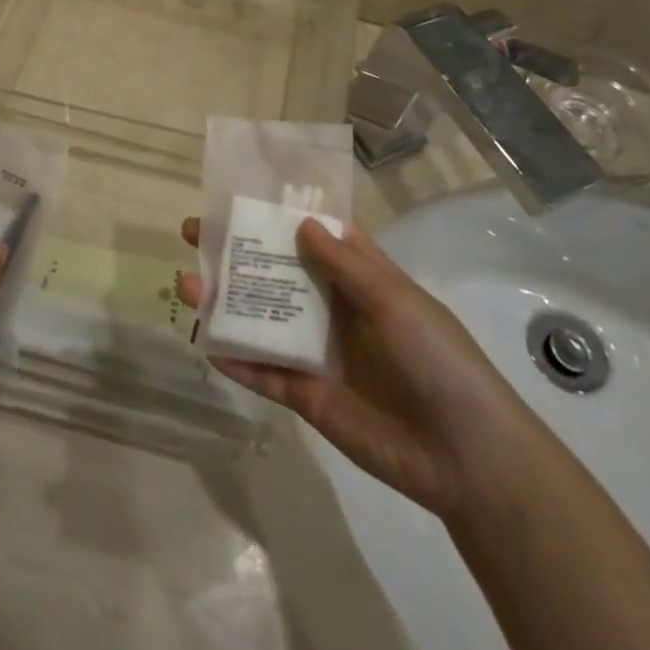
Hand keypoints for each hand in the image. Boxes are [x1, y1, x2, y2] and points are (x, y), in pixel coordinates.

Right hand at [177, 215, 533, 517]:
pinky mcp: (305, 395)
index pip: (315, 235)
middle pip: (276, 273)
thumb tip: (302, 223)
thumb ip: (346, 266)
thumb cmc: (438, 360)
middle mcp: (332, 308)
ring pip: (261, 319)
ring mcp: (316, 352)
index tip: (239, 192)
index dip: (280, 213)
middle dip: (236, 253)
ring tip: (185, 287)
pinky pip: (263, 373)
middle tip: (194, 233)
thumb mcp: (396, 302)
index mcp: (360, 279)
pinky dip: (235, 359)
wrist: (464, 457)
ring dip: (224, 303)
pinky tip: (205, 343)